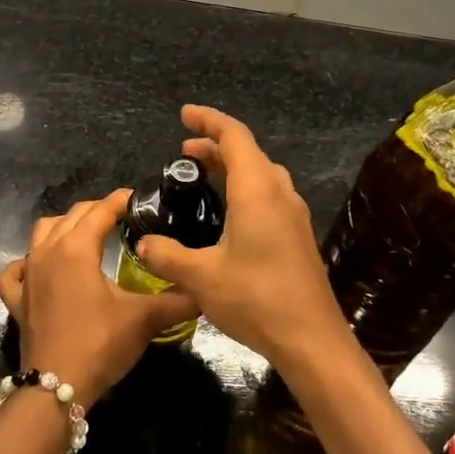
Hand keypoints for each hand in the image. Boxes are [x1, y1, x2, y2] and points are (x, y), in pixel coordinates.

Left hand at [0, 191, 197, 407]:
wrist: (56, 386)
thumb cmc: (99, 344)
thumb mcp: (143, 319)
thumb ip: (177, 301)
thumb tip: (203, 292)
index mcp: (77, 248)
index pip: (101, 211)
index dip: (120, 201)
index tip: (138, 198)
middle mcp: (48, 252)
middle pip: (72, 216)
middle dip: (96, 210)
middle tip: (121, 217)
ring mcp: (28, 274)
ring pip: (41, 233)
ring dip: (63, 227)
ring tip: (85, 235)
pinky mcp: (17, 299)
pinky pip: (16, 271)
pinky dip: (27, 263)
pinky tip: (38, 268)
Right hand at [131, 106, 356, 376]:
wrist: (311, 339)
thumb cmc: (255, 299)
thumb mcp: (200, 277)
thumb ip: (166, 254)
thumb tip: (143, 243)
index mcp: (257, 191)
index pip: (234, 136)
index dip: (208, 120)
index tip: (184, 114)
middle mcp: (279, 194)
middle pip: (249, 152)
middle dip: (215, 145)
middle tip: (183, 152)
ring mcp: (293, 215)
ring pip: (262, 174)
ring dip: (232, 167)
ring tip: (203, 176)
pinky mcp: (297, 236)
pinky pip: (269, 195)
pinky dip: (244, 188)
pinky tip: (228, 214)